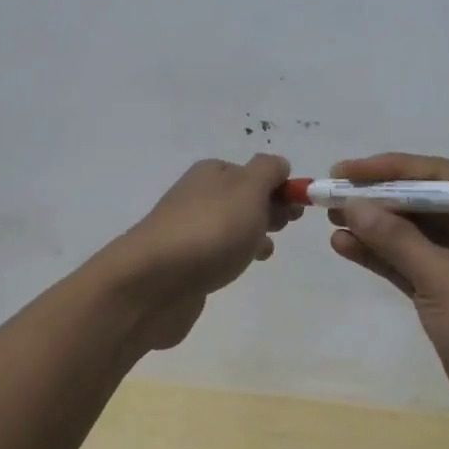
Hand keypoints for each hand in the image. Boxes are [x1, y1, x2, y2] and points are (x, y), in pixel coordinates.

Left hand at [105, 154, 301, 350]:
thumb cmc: (209, 231)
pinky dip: (233, 257)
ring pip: (231, 227)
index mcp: (212, 173)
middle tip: (281, 229)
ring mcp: (188, 230)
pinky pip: (217, 253)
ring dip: (252, 235)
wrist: (153, 282)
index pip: (256, 172)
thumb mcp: (249, 189)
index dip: (280, 188)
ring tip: (263, 253)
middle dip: (268, 211)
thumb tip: (278, 166)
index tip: (296, 212)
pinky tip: (239, 269)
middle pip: (243, 198)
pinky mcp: (183, 263)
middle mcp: (198, 196)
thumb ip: (268, 171)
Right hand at [325, 153, 448, 431]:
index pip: (435, 176)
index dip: (387, 170)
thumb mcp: (444, 278)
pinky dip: (380, 256)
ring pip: (411, 235)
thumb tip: (353, 204)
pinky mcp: (448, 295)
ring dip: (373, 228)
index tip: (344, 171)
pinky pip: (409, 265)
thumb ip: (396, 239)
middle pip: (421, 203)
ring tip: (329, 219)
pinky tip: (345, 246)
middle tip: (330, 194)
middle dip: (376, 198)